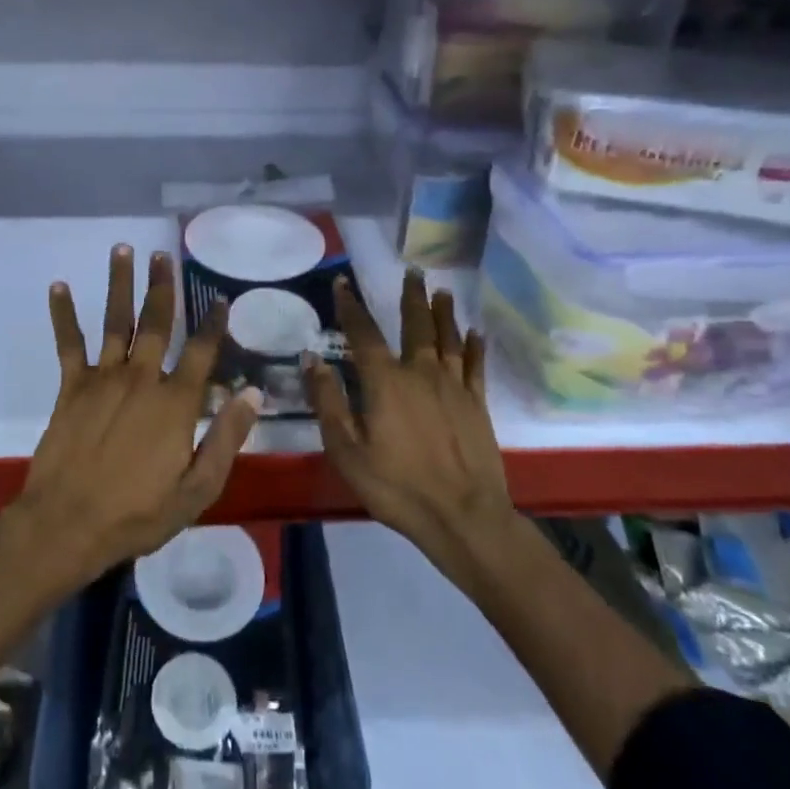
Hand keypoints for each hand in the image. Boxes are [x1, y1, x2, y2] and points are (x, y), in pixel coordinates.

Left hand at [12, 244, 262, 586]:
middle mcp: (141, 378)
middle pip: (156, 322)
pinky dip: (64, 314)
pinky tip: (59, 286)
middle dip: (162, 286)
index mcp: (175, 402)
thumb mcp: (197, 489)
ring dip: (120, 284)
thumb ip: (226, 439)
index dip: (214, 324)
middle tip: (163, 254)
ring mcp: (103, 379)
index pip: (201, 352)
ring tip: (124, 250)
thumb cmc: (138, 513)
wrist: (68, 524)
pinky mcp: (72, 387)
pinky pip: (69, 344)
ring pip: (116, 321)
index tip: (221, 299)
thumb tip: (251, 393)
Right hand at [302, 270, 513, 551]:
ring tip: (443, 291)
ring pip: (448, 338)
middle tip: (414, 271)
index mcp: (385, 381)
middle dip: (411, 296)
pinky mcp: (478, 405)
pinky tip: (475, 333)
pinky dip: (474, 346)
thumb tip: (311, 358)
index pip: (363, 333)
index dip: (351, 306)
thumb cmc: (396, 486)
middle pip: (416, 325)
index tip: (343, 283)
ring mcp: (454, 387)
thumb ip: (328, 401)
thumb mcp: (346, 449)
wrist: (463, 516)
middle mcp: (421, 372)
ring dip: (444, 312)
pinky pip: (475, 366)